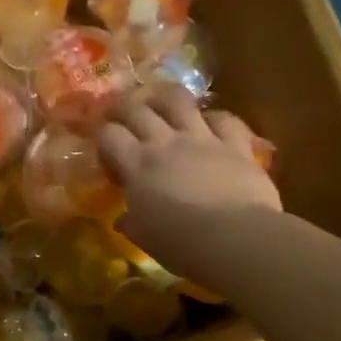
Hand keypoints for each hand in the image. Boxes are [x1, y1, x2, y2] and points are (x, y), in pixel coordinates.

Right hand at [98, 90, 280, 278]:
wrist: (235, 238)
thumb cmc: (180, 243)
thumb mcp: (144, 236)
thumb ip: (132, 222)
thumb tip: (123, 220)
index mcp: (137, 165)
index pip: (109, 135)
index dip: (104, 139)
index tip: (109, 157)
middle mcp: (165, 143)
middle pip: (137, 109)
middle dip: (123, 108)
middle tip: (120, 115)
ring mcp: (202, 139)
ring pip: (178, 100)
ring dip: (164, 98)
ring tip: (159, 103)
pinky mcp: (236, 145)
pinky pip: (224, 119)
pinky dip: (215, 118)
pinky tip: (210, 124)